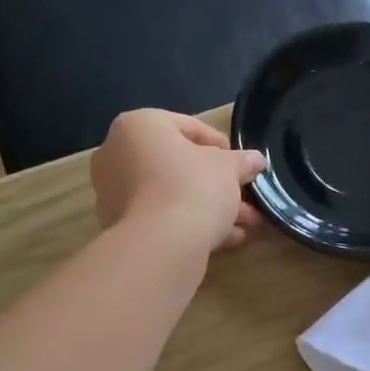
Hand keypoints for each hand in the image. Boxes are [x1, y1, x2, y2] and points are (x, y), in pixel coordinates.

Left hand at [91, 110, 266, 251]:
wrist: (162, 244)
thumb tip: (256, 159)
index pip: (186, 126)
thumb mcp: (228, 168)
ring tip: (245, 224)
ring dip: (209, 207)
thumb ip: (241, 161)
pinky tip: (224, 239)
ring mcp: (113, 193)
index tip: (241, 163)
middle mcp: (117, 154)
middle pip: (177, 165)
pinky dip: (190, 224)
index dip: (220, 145)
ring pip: (171, 195)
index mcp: (138, 126)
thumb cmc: (194, 187)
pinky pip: (161, 218)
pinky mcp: (118, 226)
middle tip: (244, 196)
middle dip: (216, 183)